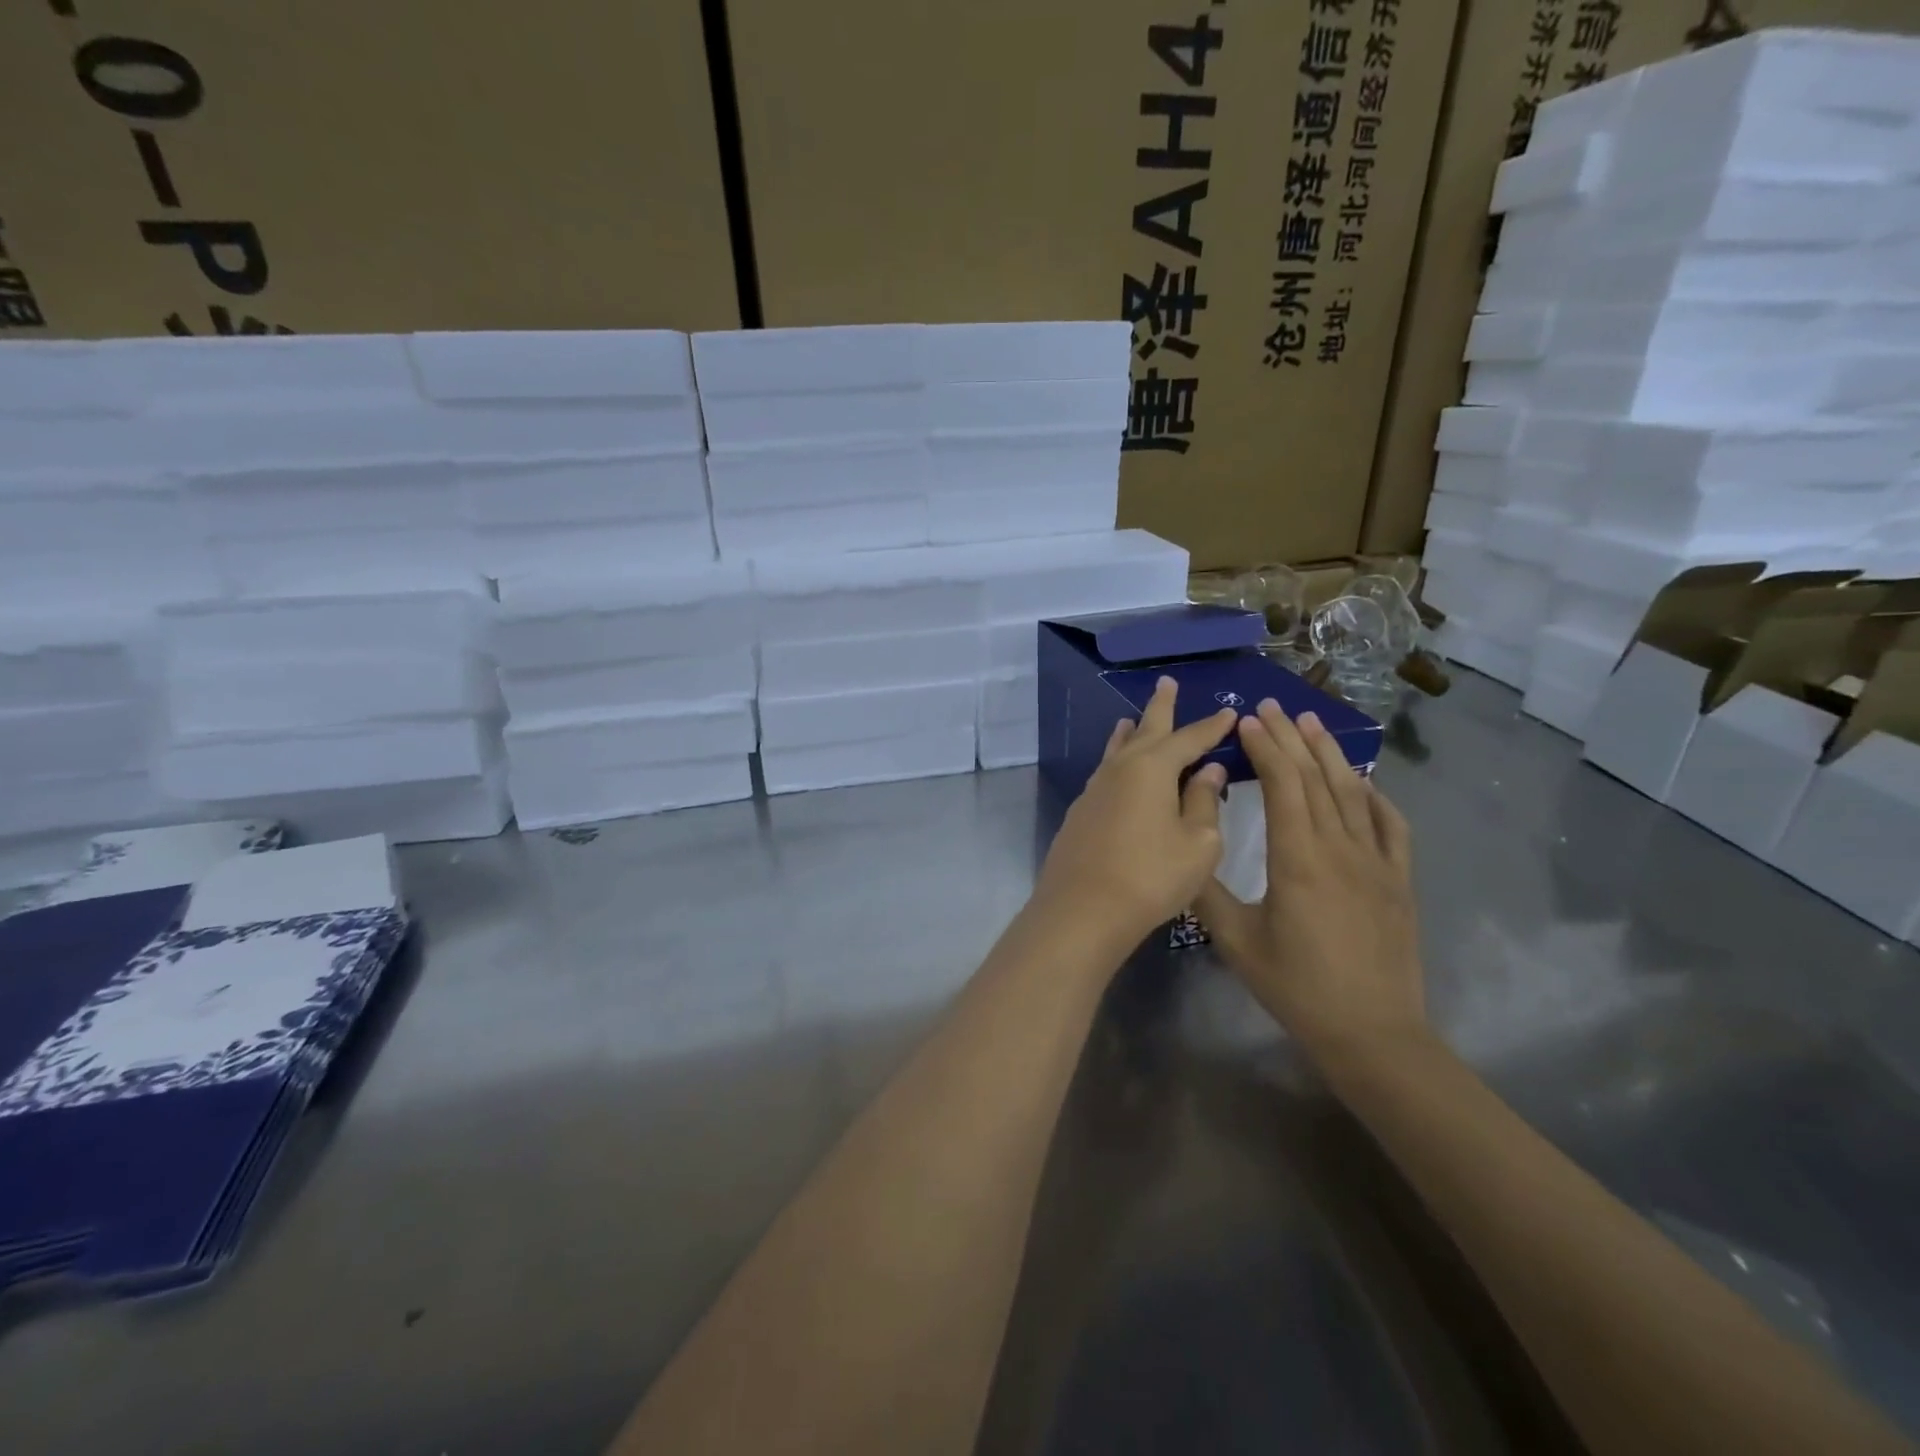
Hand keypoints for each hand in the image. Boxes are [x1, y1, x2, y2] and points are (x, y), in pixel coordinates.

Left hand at [1033, 676, 1236, 949]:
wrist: (1083, 909)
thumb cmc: (1151, 876)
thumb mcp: (1197, 843)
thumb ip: (1204, 802)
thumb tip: (1207, 769)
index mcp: (1153, 768)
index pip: (1189, 739)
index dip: (1211, 727)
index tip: (1229, 712)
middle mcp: (1120, 769)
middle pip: (1144, 729)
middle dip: (1160, 706)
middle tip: (1166, 682)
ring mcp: (1095, 789)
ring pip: (1117, 749)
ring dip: (1130, 731)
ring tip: (1133, 717)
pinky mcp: (1081, 811)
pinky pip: (1105, 772)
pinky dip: (1116, 759)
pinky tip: (1117, 768)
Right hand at [1194, 701, 1425, 1064]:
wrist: (1372, 1032)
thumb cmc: (1296, 986)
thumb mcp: (1236, 941)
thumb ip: (1205, 890)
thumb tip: (1182, 849)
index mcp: (1297, 858)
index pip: (1281, 785)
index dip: (1264, 748)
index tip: (1246, 721)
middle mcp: (1339, 847)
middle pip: (1315, 778)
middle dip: (1291, 737)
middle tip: (1273, 705)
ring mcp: (1376, 861)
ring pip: (1351, 793)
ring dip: (1329, 754)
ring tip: (1312, 722)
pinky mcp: (1398, 880)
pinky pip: (1390, 825)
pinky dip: (1374, 796)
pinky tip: (1363, 781)